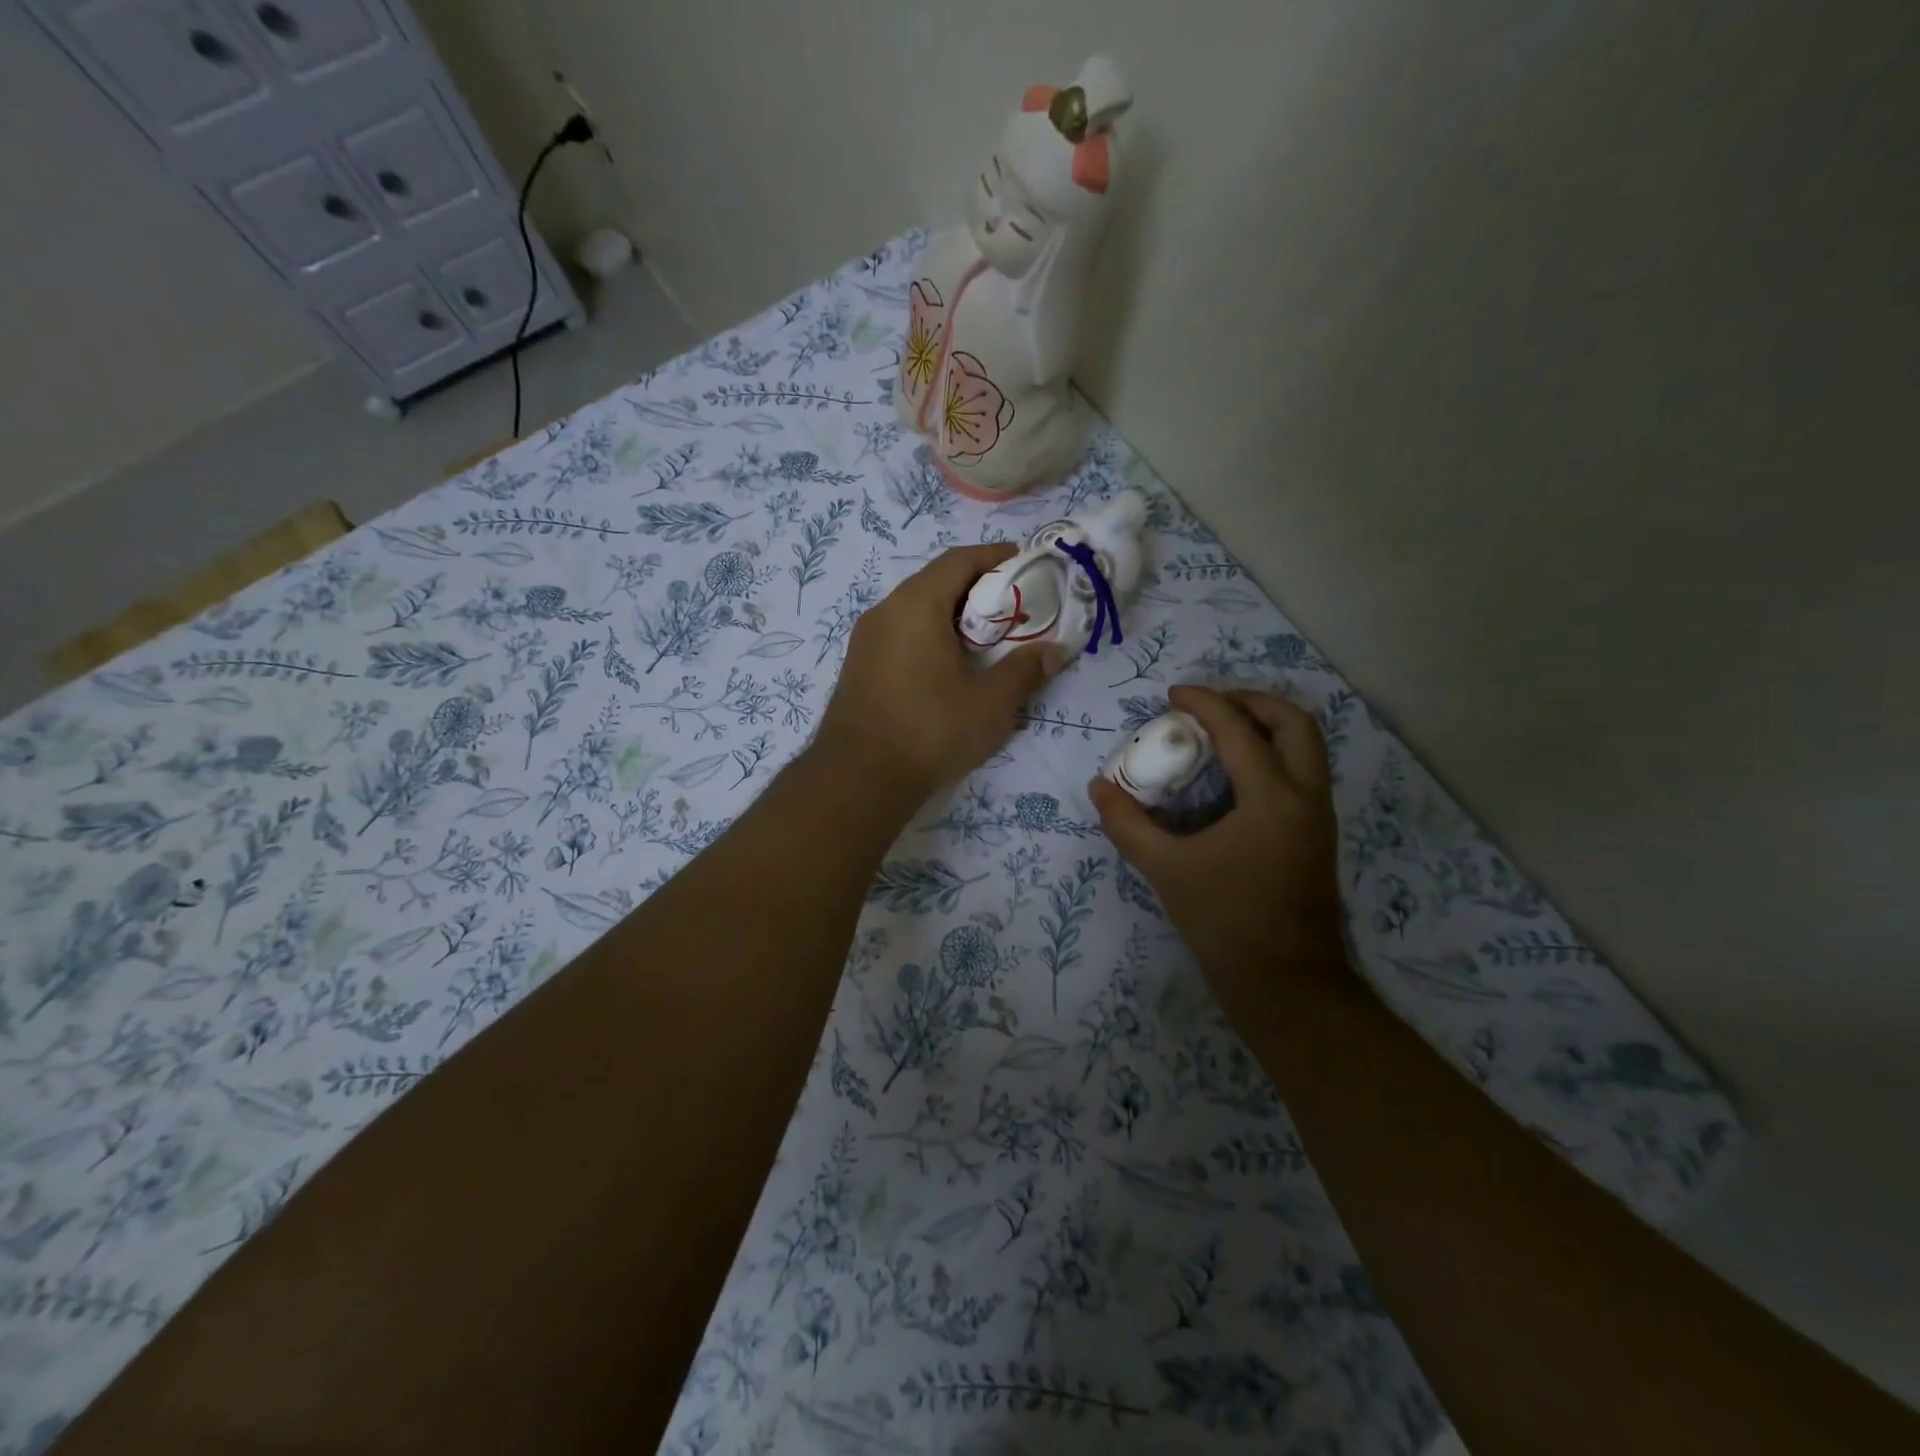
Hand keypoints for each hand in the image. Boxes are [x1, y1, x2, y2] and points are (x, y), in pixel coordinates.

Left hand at [814, 544, 1061, 797]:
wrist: (859, 778)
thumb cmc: (930, 731)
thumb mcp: (990, 703)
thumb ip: (1025, 670)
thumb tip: (1054, 651)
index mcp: (917, 605)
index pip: (960, 560)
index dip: (996, 556)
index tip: (1026, 564)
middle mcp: (885, 610)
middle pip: (936, 580)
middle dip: (978, 586)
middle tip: (1013, 606)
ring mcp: (866, 638)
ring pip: (916, 607)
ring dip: (952, 612)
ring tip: (986, 636)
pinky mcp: (859, 663)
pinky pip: (900, 631)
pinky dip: (929, 632)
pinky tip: (949, 662)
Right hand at [1089, 685, 1346, 999]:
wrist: (1285, 983)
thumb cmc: (1225, 921)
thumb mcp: (1166, 869)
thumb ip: (1127, 824)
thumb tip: (1099, 787)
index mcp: (1273, 798)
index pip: (1240, 730)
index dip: (1205, 703)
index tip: (1174, 694)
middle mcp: (1306, 797)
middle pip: (1294, 723)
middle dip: (1251, 702)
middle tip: (1209, 706)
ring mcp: (1319, 817)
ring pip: (1306, 747)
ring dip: (1266, 726)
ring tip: (1220, 732)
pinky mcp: (1317, 835)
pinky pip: (1302, 772)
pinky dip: (1273, 754)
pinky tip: (1234, 775)